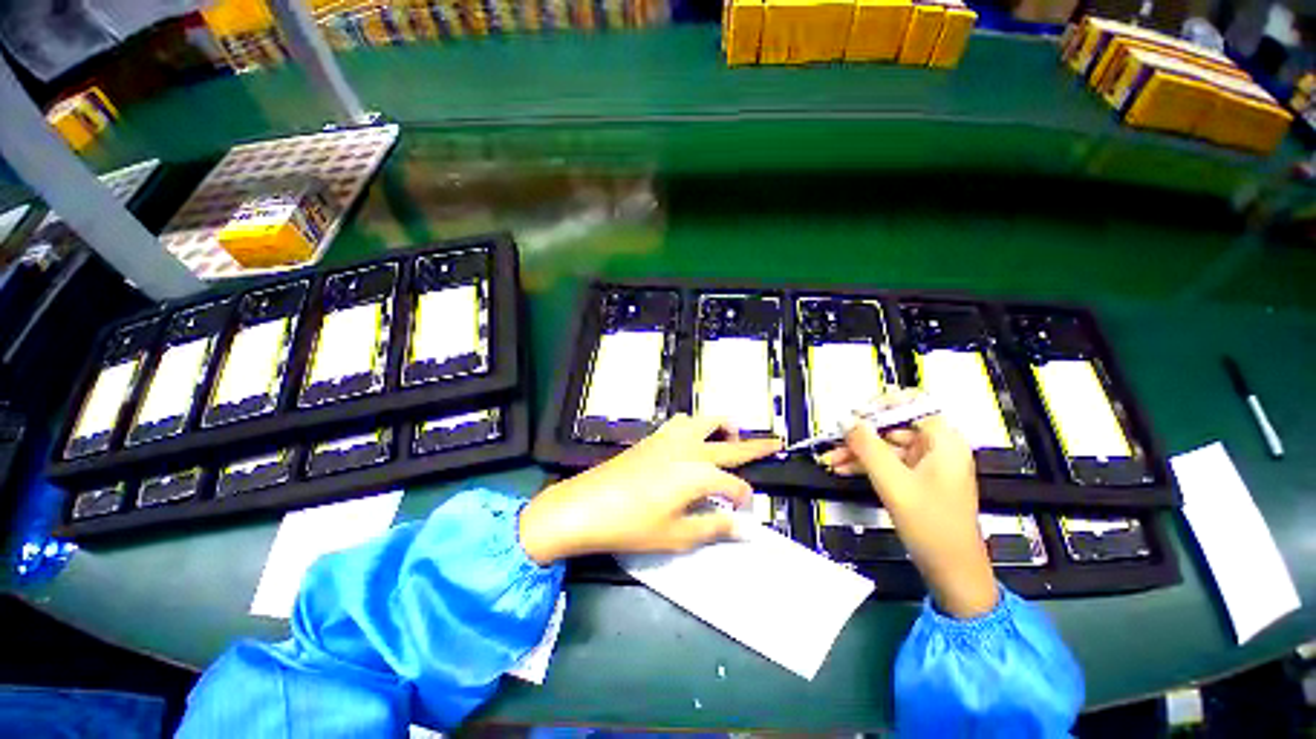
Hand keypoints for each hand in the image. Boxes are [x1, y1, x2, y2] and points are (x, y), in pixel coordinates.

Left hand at [519, 414, 781, 563]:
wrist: (587, 505)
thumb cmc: (633, 525)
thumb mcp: (677, 535)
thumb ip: (714, 527)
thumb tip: (744, 528)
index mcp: (699, 473)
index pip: (734, 484)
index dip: (744, 498)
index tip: (745, 511)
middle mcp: (689, 448)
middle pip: (729, 442)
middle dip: (755, 444)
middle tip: (774, 443)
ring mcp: (670, 438)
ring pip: (704, 420)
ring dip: (722, 426)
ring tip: (729, 439)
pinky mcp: (653, 437)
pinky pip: (682, 422)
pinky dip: (697, 426)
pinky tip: (692, 442)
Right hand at [820, 412, 997, 618]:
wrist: (951, 571)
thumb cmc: (932, 525)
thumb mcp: (894, 482)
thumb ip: (868, 447)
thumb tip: (846, 421)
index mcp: (944, 441)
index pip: (912, 404)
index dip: (880, 405)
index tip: (854, 414)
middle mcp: (937, 447)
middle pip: (893, 426)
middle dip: (860, 434)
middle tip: (834, 440)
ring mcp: (926, 464)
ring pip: (885, 446)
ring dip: (857, 452)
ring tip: (830, 459)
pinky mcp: (916, 480)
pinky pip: (887, 463)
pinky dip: (865, 465)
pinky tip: (841, 469)